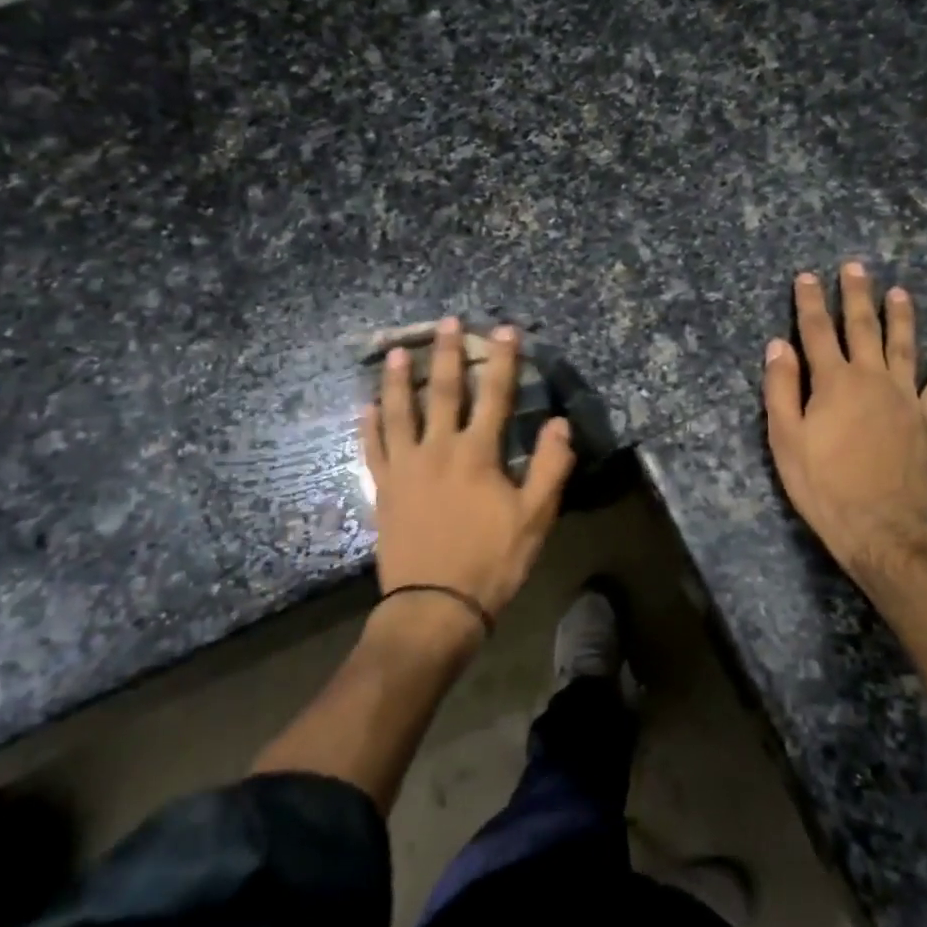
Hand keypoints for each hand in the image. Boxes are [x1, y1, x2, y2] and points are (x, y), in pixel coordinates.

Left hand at [362, 318, 575, 631]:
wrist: (435, 605)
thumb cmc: (491, 561)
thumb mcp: (535, 518)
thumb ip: (550, 467)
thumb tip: (560, 423)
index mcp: (477, 454)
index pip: (495, 396)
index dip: (502, 360)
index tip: (504, 329)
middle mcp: (438, 449)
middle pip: (443, 392)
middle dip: (447, 354)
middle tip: (445, 322)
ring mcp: (405, 467)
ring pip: (399, 413)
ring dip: (399, 380)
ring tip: (397, 352)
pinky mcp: (384, 489)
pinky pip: (373, 449)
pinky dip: (369, 427)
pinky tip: (366, 407)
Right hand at [762, 264, 926, 586]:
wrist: (882, 528)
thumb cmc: (823, 485)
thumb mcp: (785, 439)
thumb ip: (781, 388)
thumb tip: (778, 345)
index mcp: (834, 382)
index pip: (818, 332)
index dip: (810, 302)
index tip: (806, 276)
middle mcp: (873, 379)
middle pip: (863, 328)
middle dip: (857, 295)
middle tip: (855, 267)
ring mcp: (906, 399)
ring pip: (905, 347)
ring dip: (901, 317)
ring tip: (899, 292)